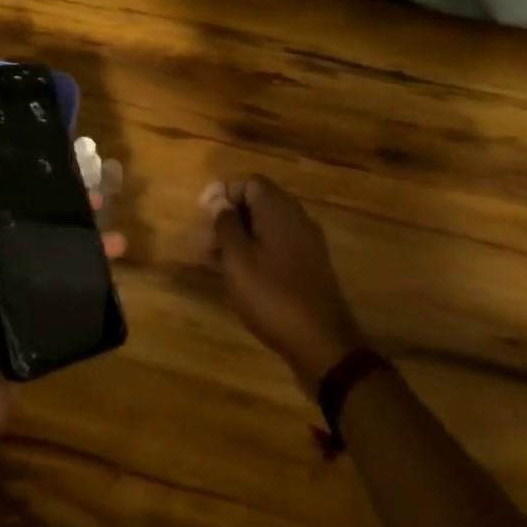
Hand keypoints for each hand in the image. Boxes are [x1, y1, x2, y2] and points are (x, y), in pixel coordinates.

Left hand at [0, 144, 124, 442]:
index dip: (18, 168)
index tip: (50, 146)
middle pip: (32, 215)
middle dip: (61, 199)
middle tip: (93, 186)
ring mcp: (20, 281)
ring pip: (55, 244)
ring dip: (83, 231)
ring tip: (111, 220)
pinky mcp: (41, 307)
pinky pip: (69, 278)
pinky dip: (91, 267)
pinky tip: (115, 257)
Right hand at [203, 175, 366, 389]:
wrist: (323, 344)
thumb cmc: (272, 295)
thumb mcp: (237, 258)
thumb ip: (226, 223)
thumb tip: (219, 199)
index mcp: (278, 209)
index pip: (248, 182)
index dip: (223, 192)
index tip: (203, 213)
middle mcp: (297, 218)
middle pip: (259, 203)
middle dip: (230, 217)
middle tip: (208, 242)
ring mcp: (308, 243)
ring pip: (268, 227)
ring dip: (242, 237)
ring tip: (219, 263)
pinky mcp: (311, 266)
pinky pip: (279, 246)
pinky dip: (258, 253)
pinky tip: (243, 277)